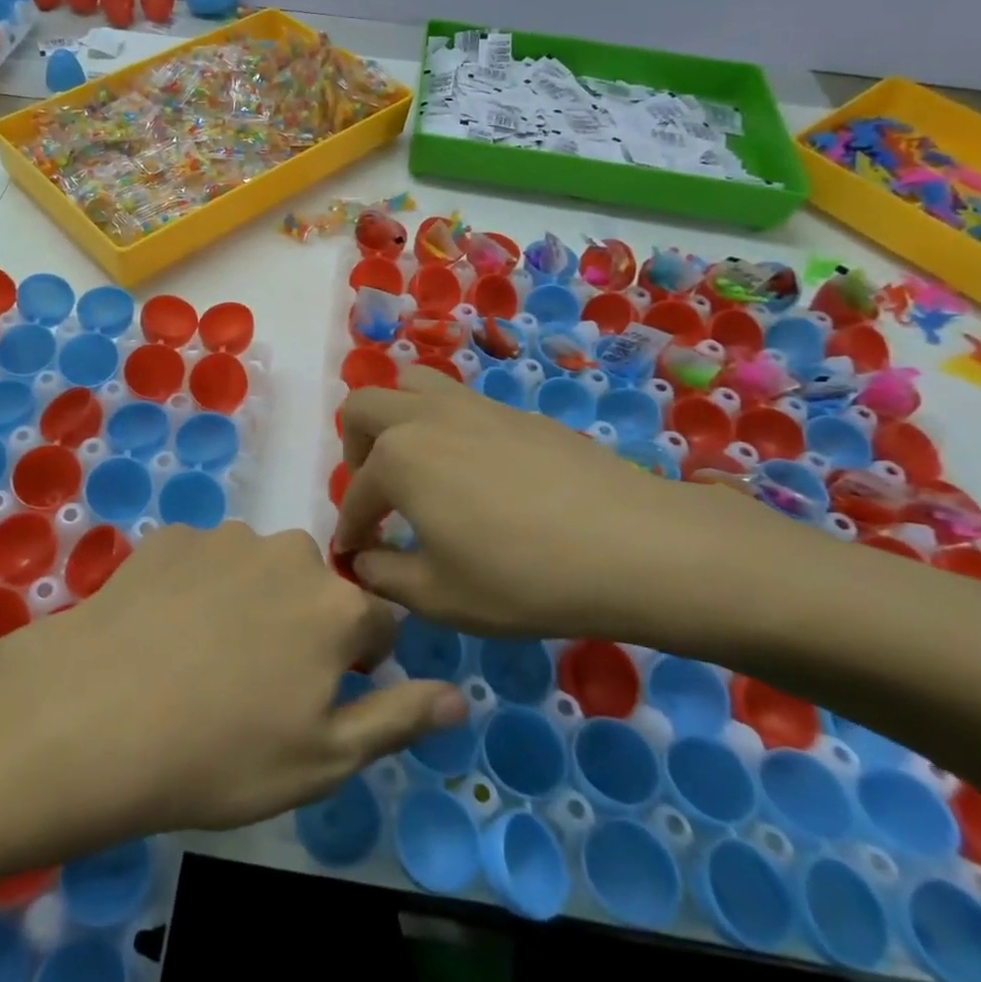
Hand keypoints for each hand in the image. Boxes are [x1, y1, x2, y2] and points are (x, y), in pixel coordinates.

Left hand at [0, 521, 465, 840]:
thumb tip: (457, 695)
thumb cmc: (222, 754)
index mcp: (336, 606)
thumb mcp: (323, 760)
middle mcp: (289, 554)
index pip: (379, 622)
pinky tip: (164, 629)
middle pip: (316, 588)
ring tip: (204, 656)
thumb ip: (398, 718)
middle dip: (303, 625)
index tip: (323, 696)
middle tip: (256, 682)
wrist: (98, 715)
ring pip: (259, 569)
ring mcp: (226, 538)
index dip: (360, 661)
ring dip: (250, 601)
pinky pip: (204, 559)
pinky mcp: (173, 536)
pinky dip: (197, 586)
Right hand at [331, 366, 753, 642]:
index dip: (350, 529)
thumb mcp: (441, 596)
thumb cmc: (523, 577)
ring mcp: (472, 406)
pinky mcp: (514, 411)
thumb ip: (387, 577)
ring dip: (396, 417)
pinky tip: (473, 471)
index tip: (353, 555)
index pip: (356, 494)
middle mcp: (425, 418)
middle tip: (376, 492)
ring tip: (416, 464)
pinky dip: (442, 425)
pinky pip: (457, 401)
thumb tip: (365, 560)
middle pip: (365, 406)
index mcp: (397, 458)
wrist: (630, 544)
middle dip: (354, 448)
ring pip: (411, 384)